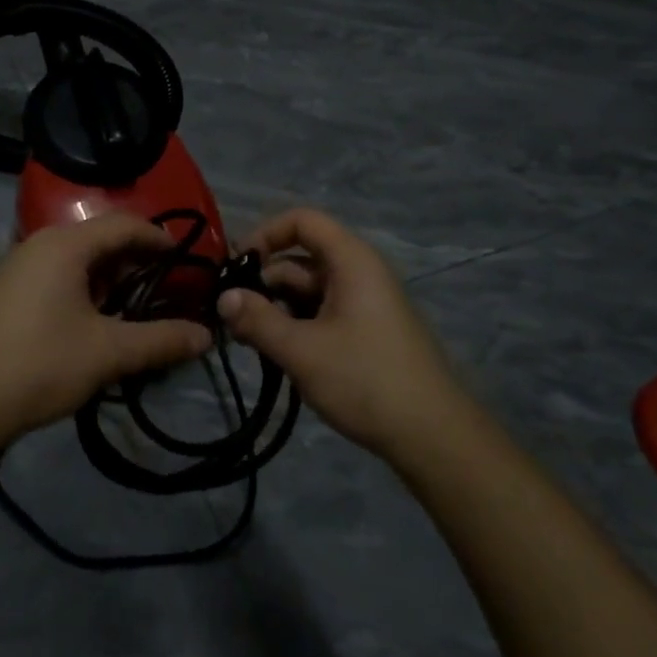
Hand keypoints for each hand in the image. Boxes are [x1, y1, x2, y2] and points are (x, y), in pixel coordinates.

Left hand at [0, 213, 213, 447]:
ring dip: (111, 283)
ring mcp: (18, 269)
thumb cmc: (38, 363)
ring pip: (78, 264)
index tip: (189, 262)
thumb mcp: (107, 352)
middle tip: (168, 294)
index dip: (160, 239)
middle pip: (101, 241)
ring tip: (137, 315)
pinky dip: (85, 294)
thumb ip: (160, 340)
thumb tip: (207, 336)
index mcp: (65, 244)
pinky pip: (57, 280)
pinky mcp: (6, 295)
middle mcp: (40, 245)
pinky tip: (96, 328)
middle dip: (138, 265)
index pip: (125, 225)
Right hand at [216, 208, 459, 458]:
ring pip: (309, 289)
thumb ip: (258, 320)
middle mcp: (360, 272)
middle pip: (301, 258)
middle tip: (231, 316)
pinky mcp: (367, 330)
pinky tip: (278, 354)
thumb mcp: (302, 351)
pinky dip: (296, 325)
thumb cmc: (366, 380)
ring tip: (248, 340)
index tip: (235, 266)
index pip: (302, 221)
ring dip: (277, 308)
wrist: (433, 436)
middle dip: (264, 282)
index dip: (265, 234)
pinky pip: (323, 312)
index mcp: (352, 261)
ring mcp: (365, 303)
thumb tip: (223, 298)